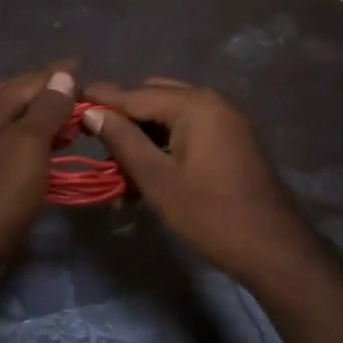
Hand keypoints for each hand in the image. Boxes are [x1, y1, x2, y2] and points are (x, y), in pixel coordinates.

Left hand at [0, 62, 77, 277]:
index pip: (30, 80)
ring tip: (78, 122)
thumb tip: (63, 74)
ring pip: (19, 125)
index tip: (88, 67)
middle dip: (53, 94)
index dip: (59, 74)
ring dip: (48, 121)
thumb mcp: (28, 146)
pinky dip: (39, 145)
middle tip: (87, 94)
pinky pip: (17, 149)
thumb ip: (47, 109)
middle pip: (21, 99)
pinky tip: (56, 152)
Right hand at [81, 78, 321, 286]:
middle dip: (124, 117)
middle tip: (94, 141)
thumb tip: (92, 112)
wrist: (273, 248)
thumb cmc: (210, 214)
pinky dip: (165, 144)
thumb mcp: (158, 179)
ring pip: (171, 116)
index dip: (101, 99)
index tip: (69, 100)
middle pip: (154, 98)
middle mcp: (212, 102)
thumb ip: (124, 141)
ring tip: (117, 165)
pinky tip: (146, 172)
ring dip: (144, 134)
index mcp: (195, 105)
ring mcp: (226, 120)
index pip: (136, 94)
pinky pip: (189, 130)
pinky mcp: (232, 140)